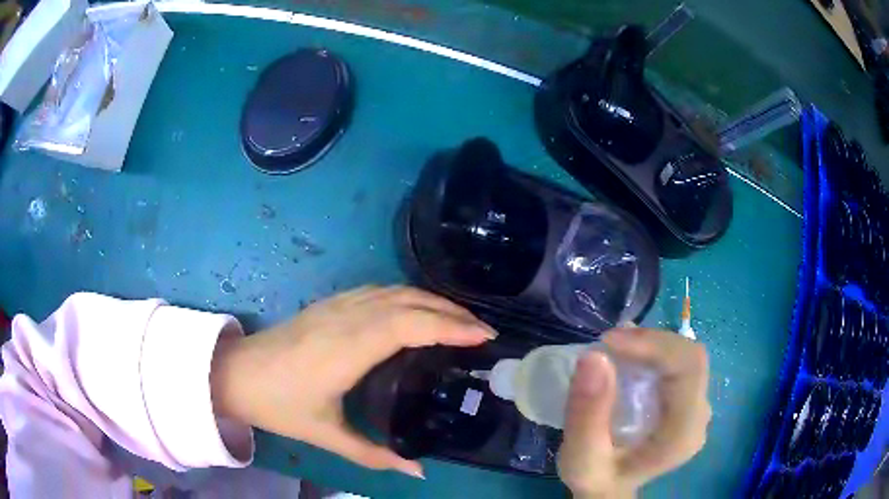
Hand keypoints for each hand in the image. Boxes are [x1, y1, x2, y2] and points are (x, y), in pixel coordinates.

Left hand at [209, 286, 495, 477]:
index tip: (483, 336)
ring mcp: (336, 305)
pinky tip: (417, 311)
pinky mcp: (329, 303)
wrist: (236, 373)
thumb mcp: (326, 435)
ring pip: (394, 291)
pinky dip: (408, 297)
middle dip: (451, 312)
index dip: (450, 326)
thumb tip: (419, 471)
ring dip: (431, 300)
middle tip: (482, 331)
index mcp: (347, 349)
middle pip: (408, 302)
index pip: (409, 325)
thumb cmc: (278, 404)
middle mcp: (346, 318)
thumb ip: (375, 455)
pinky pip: (378, 291)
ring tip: (459, 320)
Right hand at [558, 328, 710, 497]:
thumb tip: (594, 356)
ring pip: (684, 356)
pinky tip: (626, 358)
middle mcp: (699, 416)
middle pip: (689, 358)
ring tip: (613, 350)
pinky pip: (677, 363)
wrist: (609, 489)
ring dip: (650, 346)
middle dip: (650, 342)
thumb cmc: (597, 478)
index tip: (608, 342)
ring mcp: (696, 407)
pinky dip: (651, 353)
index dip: (654, 345)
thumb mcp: (581, 459)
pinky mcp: (687, 400)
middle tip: (607, 344)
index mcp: (683, 433)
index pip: (688, 368)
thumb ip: (587, 416)